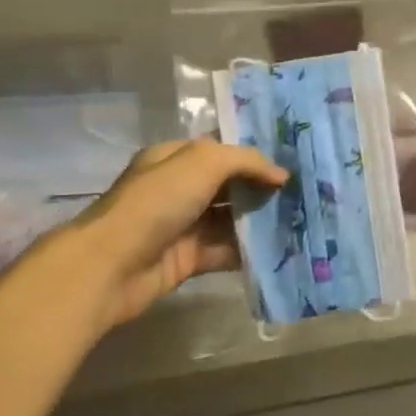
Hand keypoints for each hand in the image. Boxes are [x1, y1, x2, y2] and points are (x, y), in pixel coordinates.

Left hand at [60, 138, 287, 334]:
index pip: (221, 149)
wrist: (111, 266)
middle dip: (262, 188)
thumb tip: (281, 175)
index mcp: (175, 159)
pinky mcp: (188, 260)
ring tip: (300, 220)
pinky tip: (280, 249)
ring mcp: (183, 226)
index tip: (291, 160)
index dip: (253, 154)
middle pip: (229, 185)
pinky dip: (250, 251)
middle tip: (303, 192)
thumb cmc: (156, 202)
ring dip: (261, 221)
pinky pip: (226, 251)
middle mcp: (178, 189)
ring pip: (231, 219)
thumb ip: (246, 160)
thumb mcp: (203, 162)